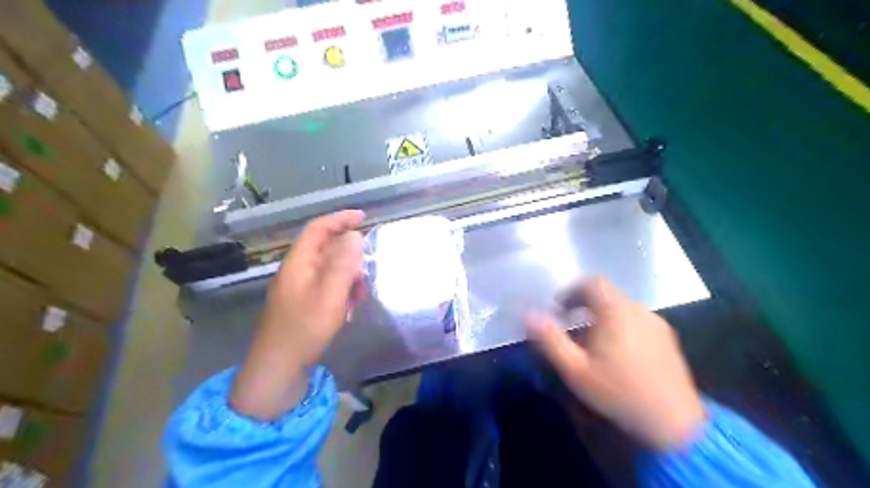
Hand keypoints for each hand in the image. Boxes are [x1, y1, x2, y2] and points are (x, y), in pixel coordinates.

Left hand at [231, 210, 364, 419]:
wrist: (278, 369)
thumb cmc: (304, 329)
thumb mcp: (330, 295)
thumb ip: (344, 264)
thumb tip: (355, 236)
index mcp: (299, 262)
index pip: (318, 229)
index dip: (340, 219)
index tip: (363, 217)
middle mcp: (297, 271)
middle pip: (327, 250)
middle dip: (350, 258)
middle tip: (366, 274)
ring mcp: (300, 288)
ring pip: (331, 271)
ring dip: (349, 279)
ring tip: (358, 298)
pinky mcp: (304, 304)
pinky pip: (328, 288)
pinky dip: (342, 294)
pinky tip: (348, 311)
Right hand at [522, 276, 705, 450]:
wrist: (674, 424)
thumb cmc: (618, 392)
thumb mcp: (575, 369)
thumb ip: (550, 339)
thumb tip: (528, 314)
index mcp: (616, 311)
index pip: (592, 282)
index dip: (571, 291)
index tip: (559, 309)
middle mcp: (638, 310)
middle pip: (607, 294)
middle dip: (584, 304)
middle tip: (569, 325)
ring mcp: (656, 324)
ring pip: (622, 308)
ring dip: (601, 316)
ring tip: (590, 342)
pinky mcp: (667, 339)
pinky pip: (636, 321)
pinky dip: (620, 326)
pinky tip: (616, 353)